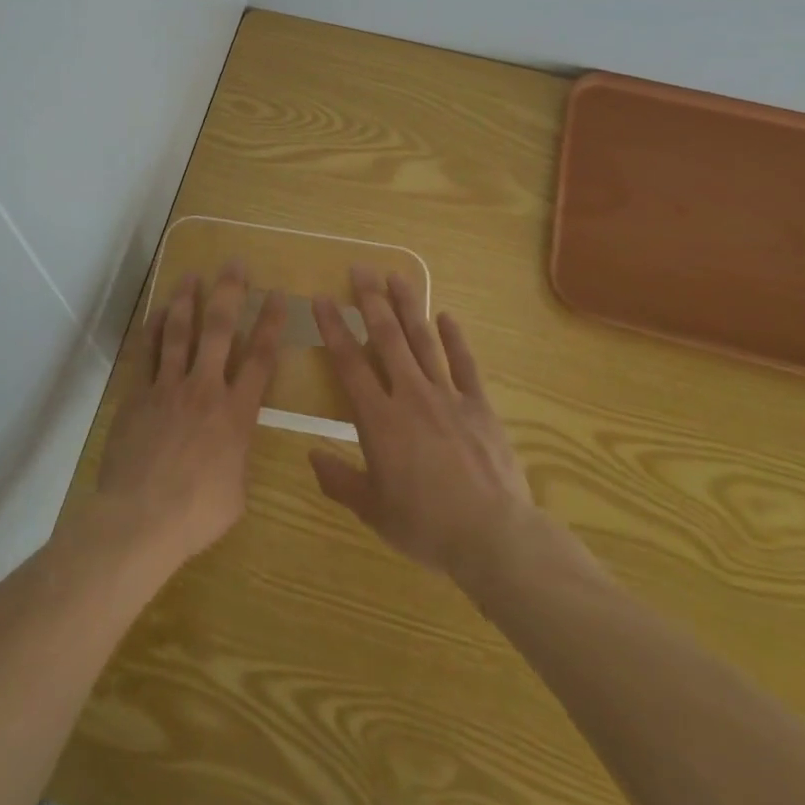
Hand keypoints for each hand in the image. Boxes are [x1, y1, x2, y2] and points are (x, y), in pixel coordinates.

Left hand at [92, 261, 285, 573]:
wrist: (140, 518)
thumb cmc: (197, 514)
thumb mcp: (237, 491)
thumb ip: (238, 455)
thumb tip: (233, 443)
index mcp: (236, 414)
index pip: (261, 359)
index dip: (271, 324)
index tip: (277, 295)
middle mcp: (205, 389)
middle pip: (220, 330)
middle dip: (230, 293)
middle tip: (234, 264)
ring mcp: (168, 388)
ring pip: (179, 332)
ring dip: (186, 300)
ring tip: (191, 275)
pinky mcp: (138, 395)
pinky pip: (146, 353)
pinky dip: (151, 329)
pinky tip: (156, 312)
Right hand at [311, 267, 587, 588]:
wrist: (494, 536)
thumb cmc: (426, 525)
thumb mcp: (373, 510)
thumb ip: (339, 480)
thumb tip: (311, 455)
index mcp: (379, 419)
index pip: (349, 363)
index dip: (333, 328)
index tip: (322, 298)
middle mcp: (410, 395)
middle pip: (387, 338)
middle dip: (371, 300)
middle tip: (360, 268)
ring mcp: (448, 397)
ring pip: (424, 341)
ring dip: (409, 306)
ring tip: (396, 276)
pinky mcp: (479, 406)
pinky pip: (465, 364)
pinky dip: (455, 338)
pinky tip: (447, 316)